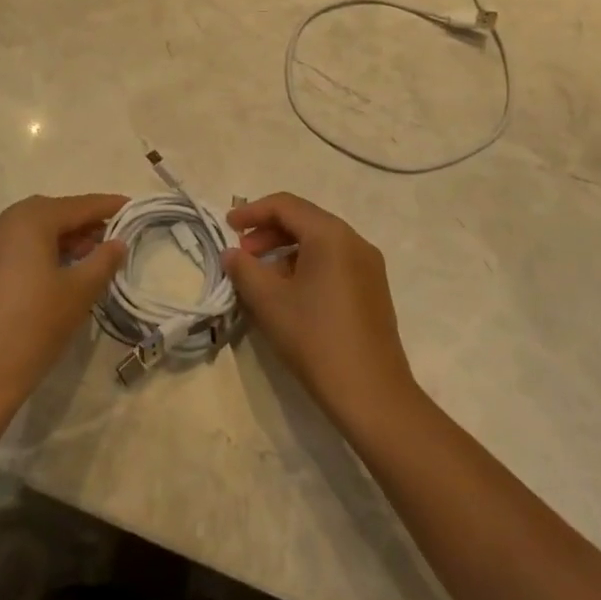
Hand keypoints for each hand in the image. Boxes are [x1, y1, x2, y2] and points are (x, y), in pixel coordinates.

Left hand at [0, 193, 127, 420]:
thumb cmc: (35, 325)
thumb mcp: (79, 292)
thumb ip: (103, 261)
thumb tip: (117, 243)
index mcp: (30, 220)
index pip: (78, 206)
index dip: (107, 206)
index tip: (132, 206)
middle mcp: (5, 223)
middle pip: (53, 212)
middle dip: (84, 221)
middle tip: (112, 235)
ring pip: (34, 230)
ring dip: (63, 237)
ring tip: (91, 256)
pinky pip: (19, 246)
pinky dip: (43, 249)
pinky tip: (60, 271)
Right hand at [223, 193, 417, 427]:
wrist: (372, 395)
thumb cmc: (316, 339)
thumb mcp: (269, 302)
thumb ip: (244, 270)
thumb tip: (231, 253)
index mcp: (331, 235)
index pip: (285, 205)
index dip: (252, 212)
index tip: (227, 227)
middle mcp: (354, 241)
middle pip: (304, 220)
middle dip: (268, 232)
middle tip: (242, 256)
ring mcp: (369, 266)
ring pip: (319, 242)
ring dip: (285, 251)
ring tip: (261, 278)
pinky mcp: (373, 289)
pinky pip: (333, 262)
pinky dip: (306, 266)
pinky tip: (289, 295)